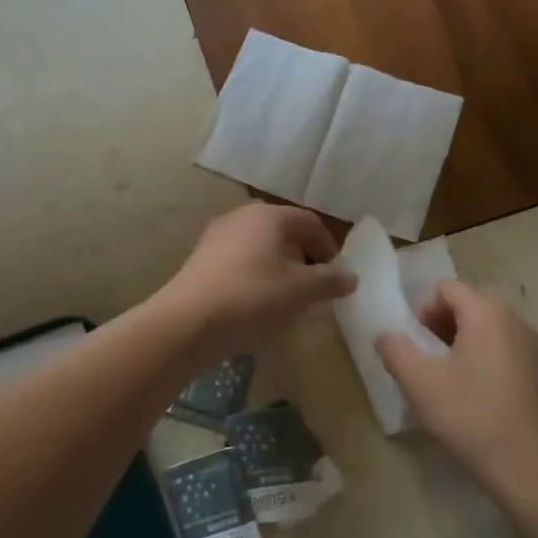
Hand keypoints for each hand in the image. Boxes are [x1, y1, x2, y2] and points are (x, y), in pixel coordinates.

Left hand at [155, 204, 355, 360]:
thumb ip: (329, 281)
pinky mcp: (200, 258)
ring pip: (259, 245)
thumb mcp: (300, 292)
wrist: (187, 321)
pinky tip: (255, 301)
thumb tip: (350, 276)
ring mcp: (216, 235)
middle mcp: (241, 216)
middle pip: (283, 230)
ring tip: (285, 296)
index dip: (328, 247)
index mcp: (269, 215)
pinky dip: (254, 273)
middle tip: (313, 284)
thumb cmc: (252, 298)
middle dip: (302, 255)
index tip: (336, 276)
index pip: (309, 222)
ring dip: (278, 265)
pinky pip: (238, 259)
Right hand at [375, 281, 537, 505]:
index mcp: (487, 314)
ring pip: (490, 328)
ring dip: (464, 341)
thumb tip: (385, 333)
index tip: (415, 342)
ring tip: (449, 378)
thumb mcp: (419, 382)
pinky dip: (487, 359)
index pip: (447, 288)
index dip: (423, 308)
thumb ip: (394, 349)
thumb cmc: (472, 417)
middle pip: (470, 304)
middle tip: (428, 358)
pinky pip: (507, 349)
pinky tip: (478, 396)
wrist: (533, 469)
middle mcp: (516, 321)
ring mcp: (535, 347)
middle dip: (442, 323)